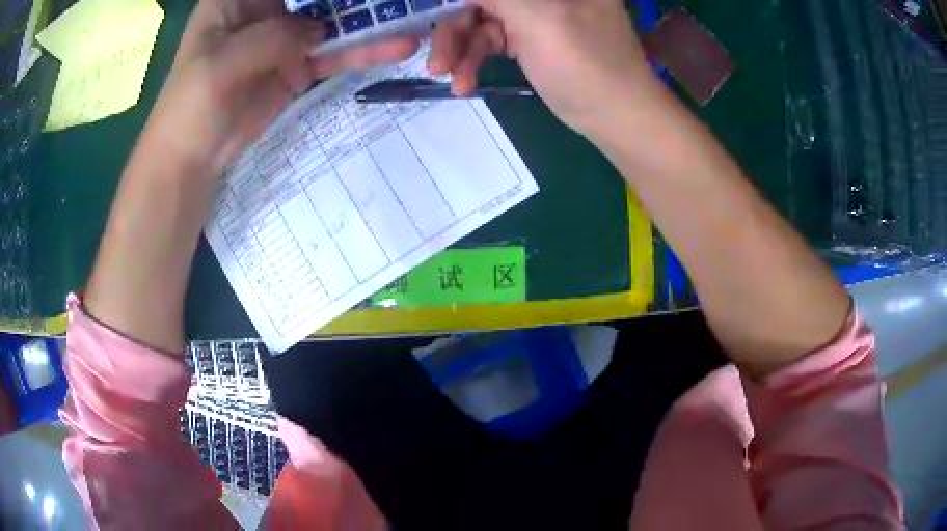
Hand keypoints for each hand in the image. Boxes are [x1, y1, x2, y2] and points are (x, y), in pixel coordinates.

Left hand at [138, 0, 419, 178]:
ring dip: (368, 19)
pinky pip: (334, 52)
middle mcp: (264, 8)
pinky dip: (363, 51)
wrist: (192, 157)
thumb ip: (272, 37)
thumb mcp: (223, 64)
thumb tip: (320, 29)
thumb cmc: (191, 106)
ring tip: (413, 20)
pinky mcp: (297, 64)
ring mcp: (284, 36)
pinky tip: (398, 47)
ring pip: (332, 18)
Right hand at [428, 0, 656, 134]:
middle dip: (454, 27)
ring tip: (447, 78)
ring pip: (480, 18)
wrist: (617, 117)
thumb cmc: (586, 64)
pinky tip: (464, 83)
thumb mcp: (536, 18)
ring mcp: (535, 11)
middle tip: (435, 62)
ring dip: (459, 49)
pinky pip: (491, 38)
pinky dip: (474, 58)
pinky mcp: (529, 35)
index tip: (431, 13)